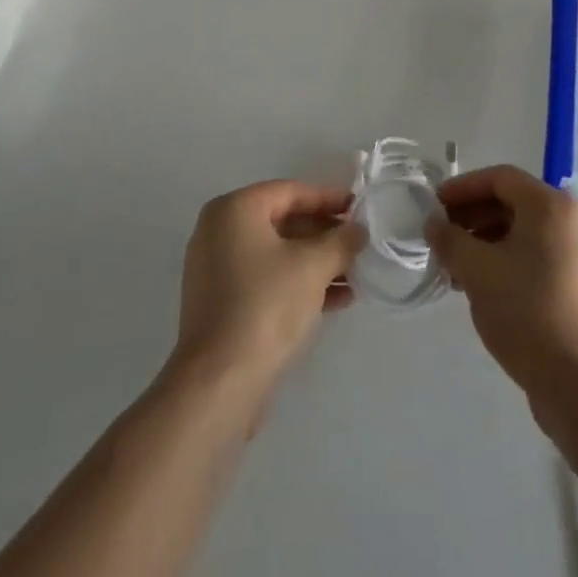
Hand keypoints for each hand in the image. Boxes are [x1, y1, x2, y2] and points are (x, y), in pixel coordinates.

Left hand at [172, 181, 364, 395]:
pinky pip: (266, 279)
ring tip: (356, 274)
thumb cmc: (266, 306)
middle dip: (325, 234)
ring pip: (277, 254)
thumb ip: (341, 241)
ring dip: (316, 262)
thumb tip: (358, 230)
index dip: (329, 199)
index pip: (291, 192)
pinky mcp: (221, 303)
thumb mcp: (313, 266)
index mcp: (234, 209)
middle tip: (359, 243)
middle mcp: (219, 231)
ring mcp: (217, 269)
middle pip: (283, 221)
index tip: (361, 209)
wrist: (219, 384)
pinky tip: (336, 300)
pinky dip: (298, 283)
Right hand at [426, 165, 577, 396]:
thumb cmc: (525, 310)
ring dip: (483, 241)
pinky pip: (533, 255)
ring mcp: (576, 253)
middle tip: (440, 237)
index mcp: (549, 205)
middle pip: (511, 202)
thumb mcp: (476, 270)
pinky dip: (503, 260)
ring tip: (453, 266)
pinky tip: (478, 284)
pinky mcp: (575, 283)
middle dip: (471, 216)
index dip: (462, 188)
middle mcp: (568, 220)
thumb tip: (433, 224)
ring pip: (520, 231)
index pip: (499, 178)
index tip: (434, 206)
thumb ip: (449, 239)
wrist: (577, 382)